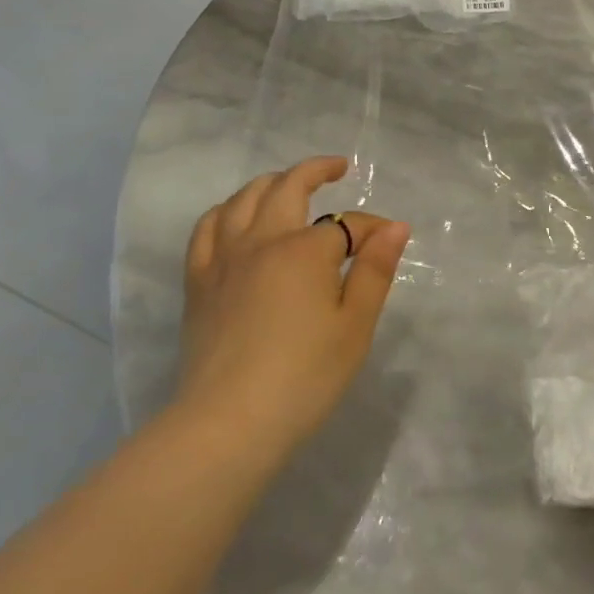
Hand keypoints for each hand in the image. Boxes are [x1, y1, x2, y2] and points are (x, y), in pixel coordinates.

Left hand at [179, 157, 410, 457]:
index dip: (371, 230)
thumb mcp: (354, 326)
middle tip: (336, 168)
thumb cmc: (304, 377)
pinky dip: (226, 211)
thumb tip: (395, 226)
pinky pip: (206, 229)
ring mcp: (223, 259)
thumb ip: (374, 270)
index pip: (346, 225)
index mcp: (304, 250)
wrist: (229, 425)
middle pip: (287, 187)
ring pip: (243, 199)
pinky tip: (235, 218)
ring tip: (287, 186)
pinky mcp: (198, 283)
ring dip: (270, 183)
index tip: (386, 243)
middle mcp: (261, 241)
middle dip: (315, 171)